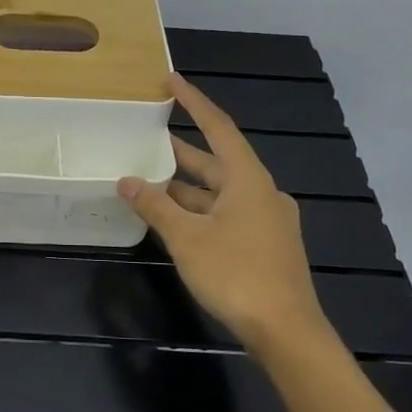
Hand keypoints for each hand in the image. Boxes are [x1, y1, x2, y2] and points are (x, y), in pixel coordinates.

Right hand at [119, 74, 334, 352]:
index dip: (193, 102)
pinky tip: (174, 219)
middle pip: (217, 161)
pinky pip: (226, 214)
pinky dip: (199, 210)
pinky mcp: (265, 245)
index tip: (171, 81)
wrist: (286, 331)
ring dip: (187, 186)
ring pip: (219, 192)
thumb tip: (126, 180)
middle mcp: (261, 192)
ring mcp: (266, 220)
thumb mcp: (186, 238)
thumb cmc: (236, 274)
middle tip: (148, 135)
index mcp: (248, 179)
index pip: (218, 127)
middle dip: (182, 150)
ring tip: (150, 177)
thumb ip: (155, 206)